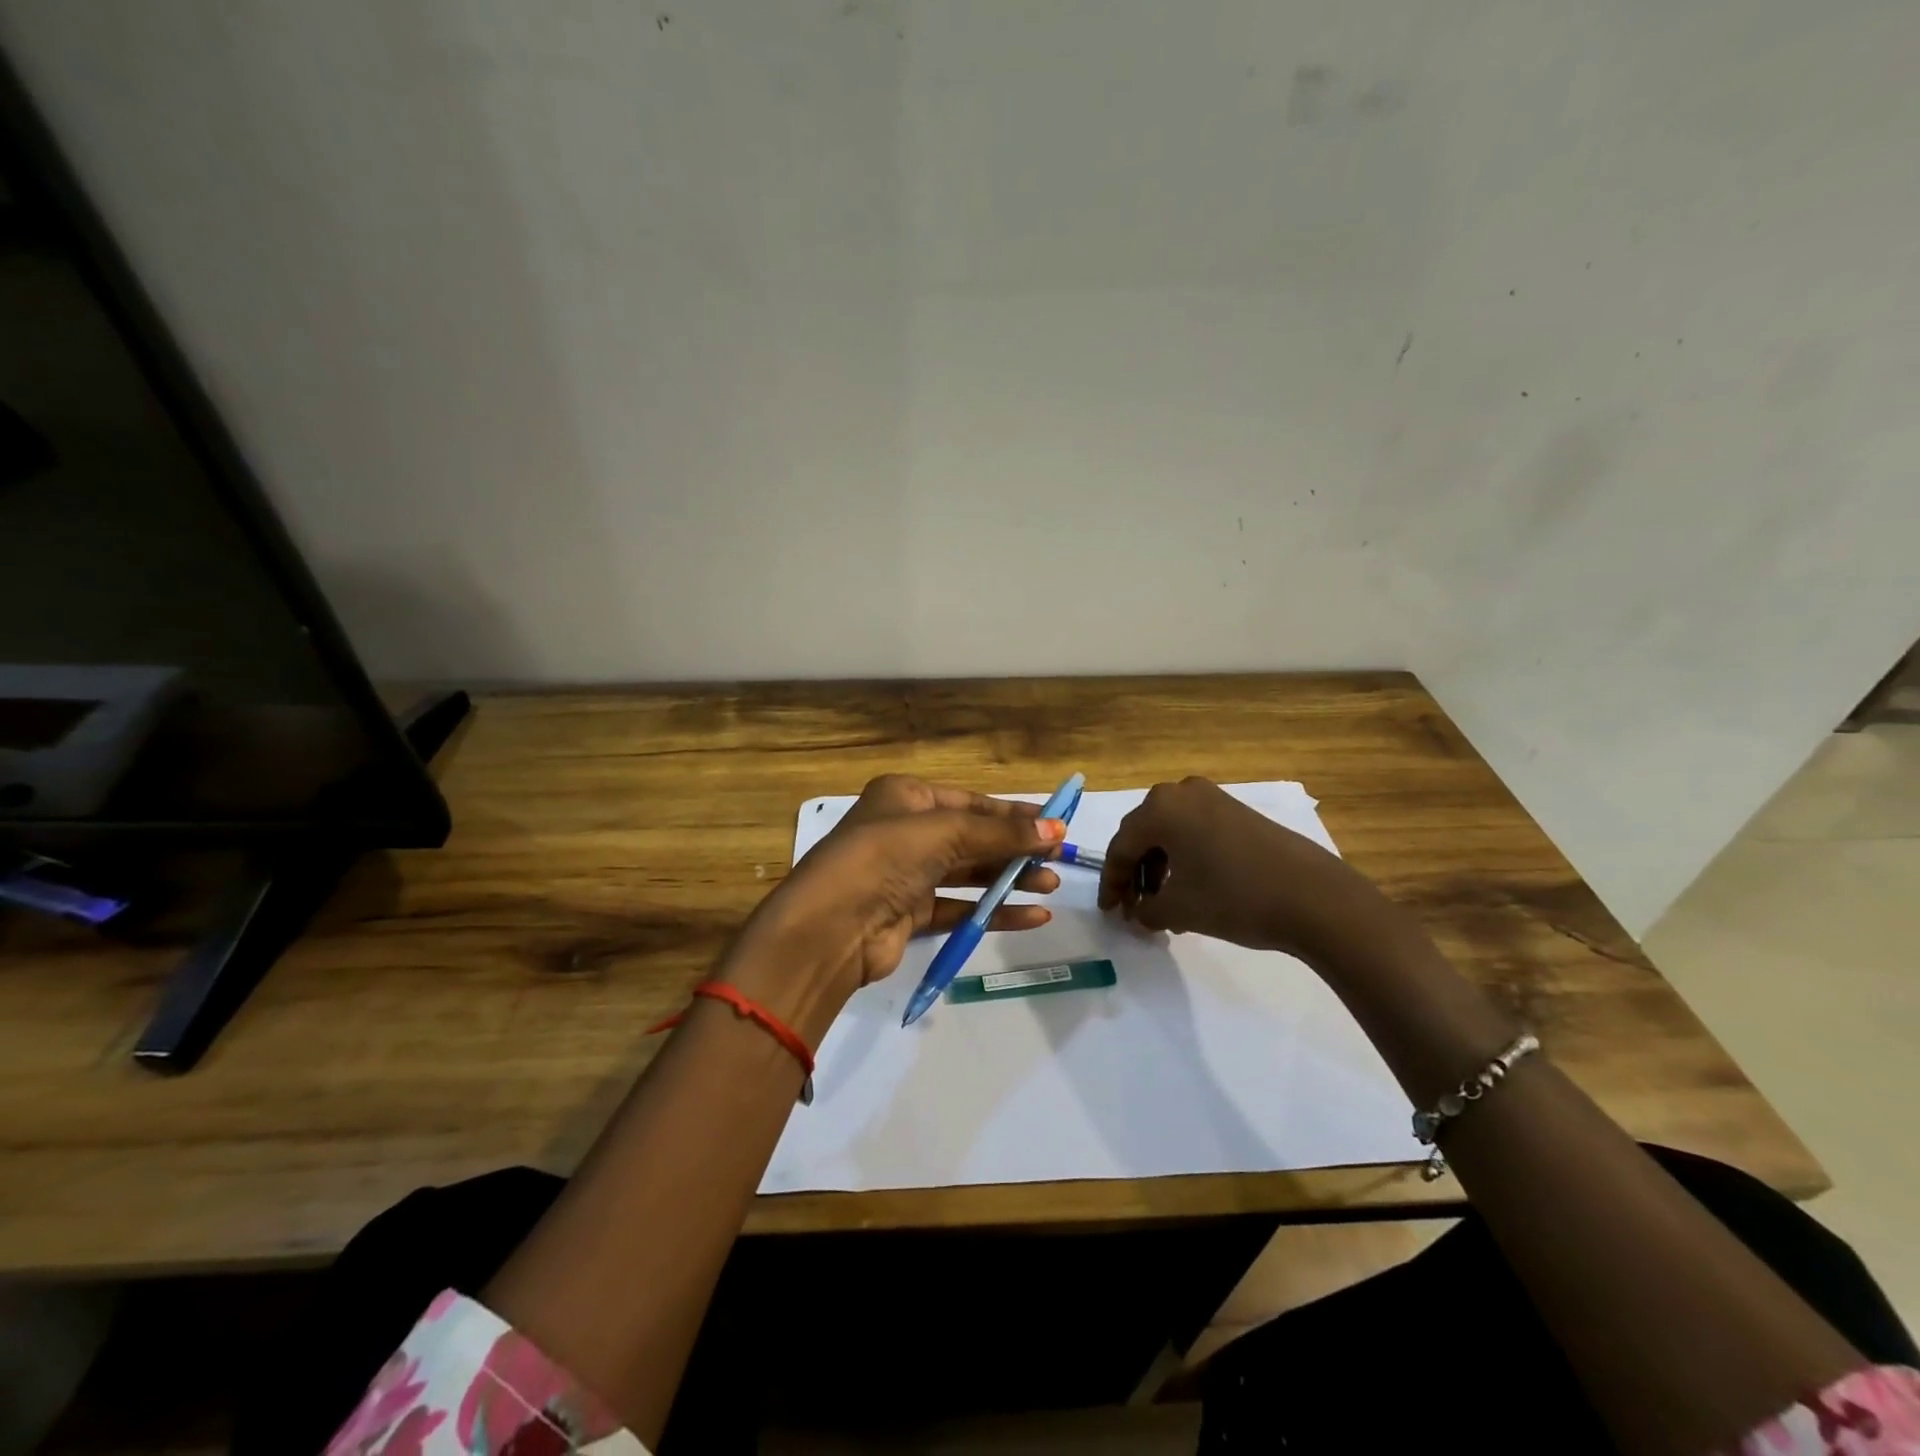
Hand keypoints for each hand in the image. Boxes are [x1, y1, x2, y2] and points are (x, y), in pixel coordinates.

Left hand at [721, 775, 1065, 1041]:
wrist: (830, 927)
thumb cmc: (884, 858)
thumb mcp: (945, 833)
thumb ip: (1001, 832)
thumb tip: (1055, 830)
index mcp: (906, 796)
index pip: (971, 801)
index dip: (1014, 813)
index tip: (1056, 824)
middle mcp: (906, 831)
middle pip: (973, 837)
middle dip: (1015, 848)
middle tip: (1058, 860)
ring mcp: (907, 874)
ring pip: (968, 873)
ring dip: (1008, 880)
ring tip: (1050, 887)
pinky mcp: (910, 914)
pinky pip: (960, 907)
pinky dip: (993, 911)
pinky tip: (1031, 916)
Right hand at [1096, 776, 1389, 963]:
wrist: (1314, 897)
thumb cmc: (1234, 897)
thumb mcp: (1178, 910)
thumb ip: (1145, 911)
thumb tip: (1138, 913)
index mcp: (1160, 808)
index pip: (1121, 847)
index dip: (1112, 883)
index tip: (1109, 912)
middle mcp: (1182, 792)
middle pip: (1144, 835)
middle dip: (1135, 874)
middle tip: (1132, 908)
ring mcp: (1214, 798)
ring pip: (1170, 833)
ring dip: (1159, 868)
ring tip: (1162, 905)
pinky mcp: (1238, 812)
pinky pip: (1195, 832)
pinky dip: (1184, 859)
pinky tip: (1190, 889)